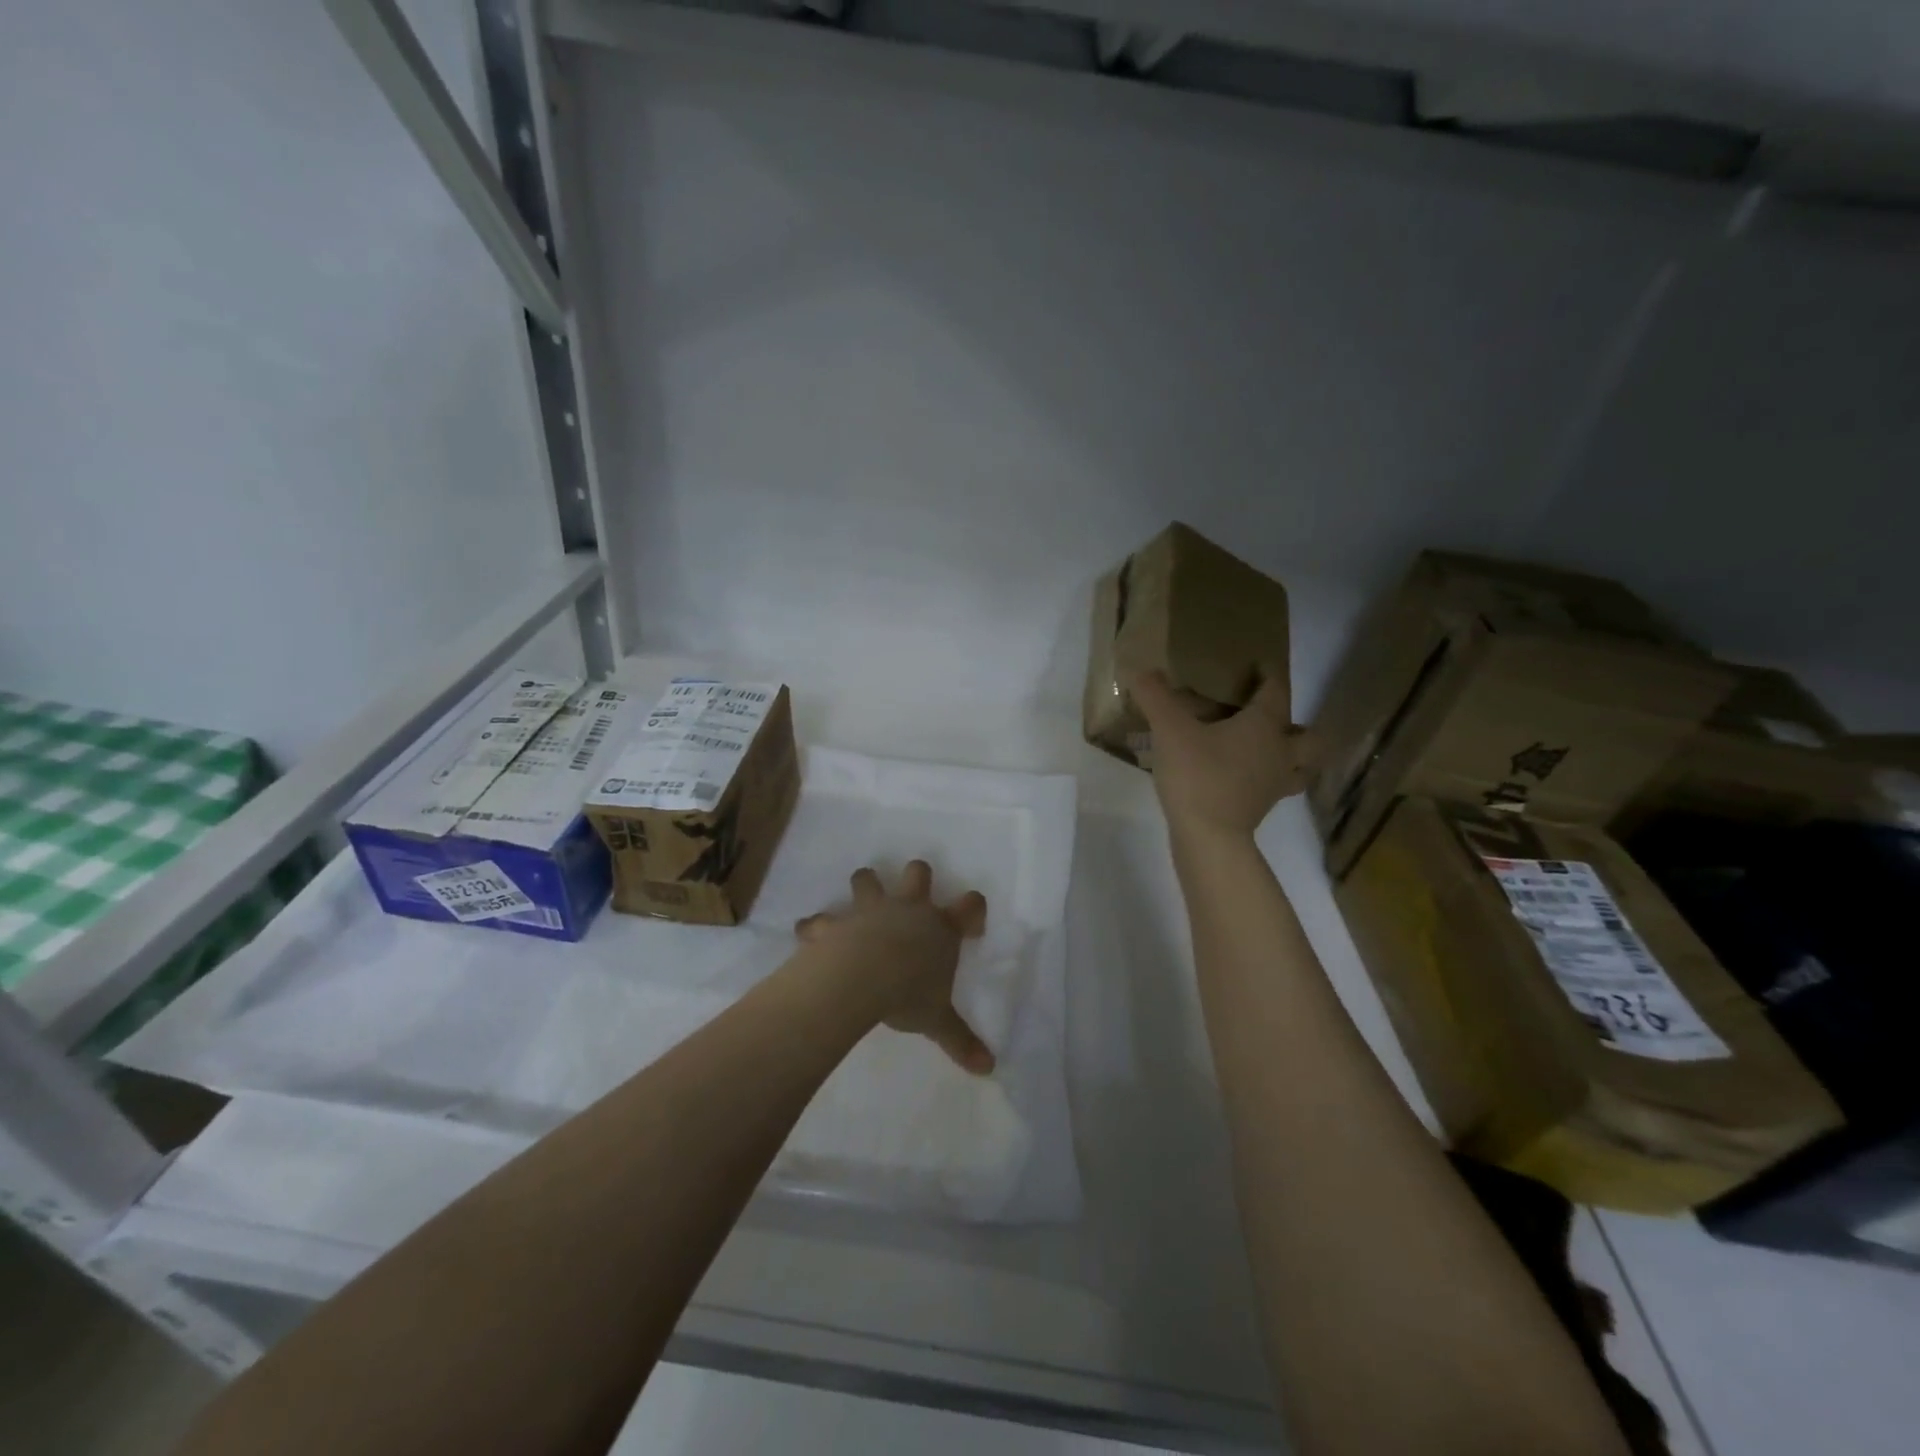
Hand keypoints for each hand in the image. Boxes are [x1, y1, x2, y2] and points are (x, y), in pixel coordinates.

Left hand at [795, 861, 994, 1074]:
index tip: (971, 927)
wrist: (859, 979)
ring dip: (864, 884)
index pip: (971, 904)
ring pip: (867, 878)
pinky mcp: (836, 922)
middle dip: (918, 876)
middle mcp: (907, 909)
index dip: (974, 910)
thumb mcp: (938, 1021)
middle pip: (918, 873)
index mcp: (940, 928)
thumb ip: (961, 1040)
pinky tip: (809, 934)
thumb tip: (989, 1068)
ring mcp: (870, 910)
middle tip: (914, 893)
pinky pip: (820, 919)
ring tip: (861, 899)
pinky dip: (815, 926)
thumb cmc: (908, 994)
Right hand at [1131, 668, 1316, 837]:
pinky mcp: (1261, 810)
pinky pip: (1275, 789)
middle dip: (1298, 727)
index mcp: (1265, 726)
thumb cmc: (1197, 775)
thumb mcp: (1169, 730)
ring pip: (1301, 768)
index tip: (1259, 666)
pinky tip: (1243, 779)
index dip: (1269, 676)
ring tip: (1267, 753)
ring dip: (1292, 759)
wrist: (1209, 837)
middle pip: (1311, 738)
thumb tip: (1142, 671)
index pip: (1276, 691)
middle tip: (1271, 721)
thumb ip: (1156, 697)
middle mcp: (1281, 752)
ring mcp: (1275, 785)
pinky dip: (1267, 781)